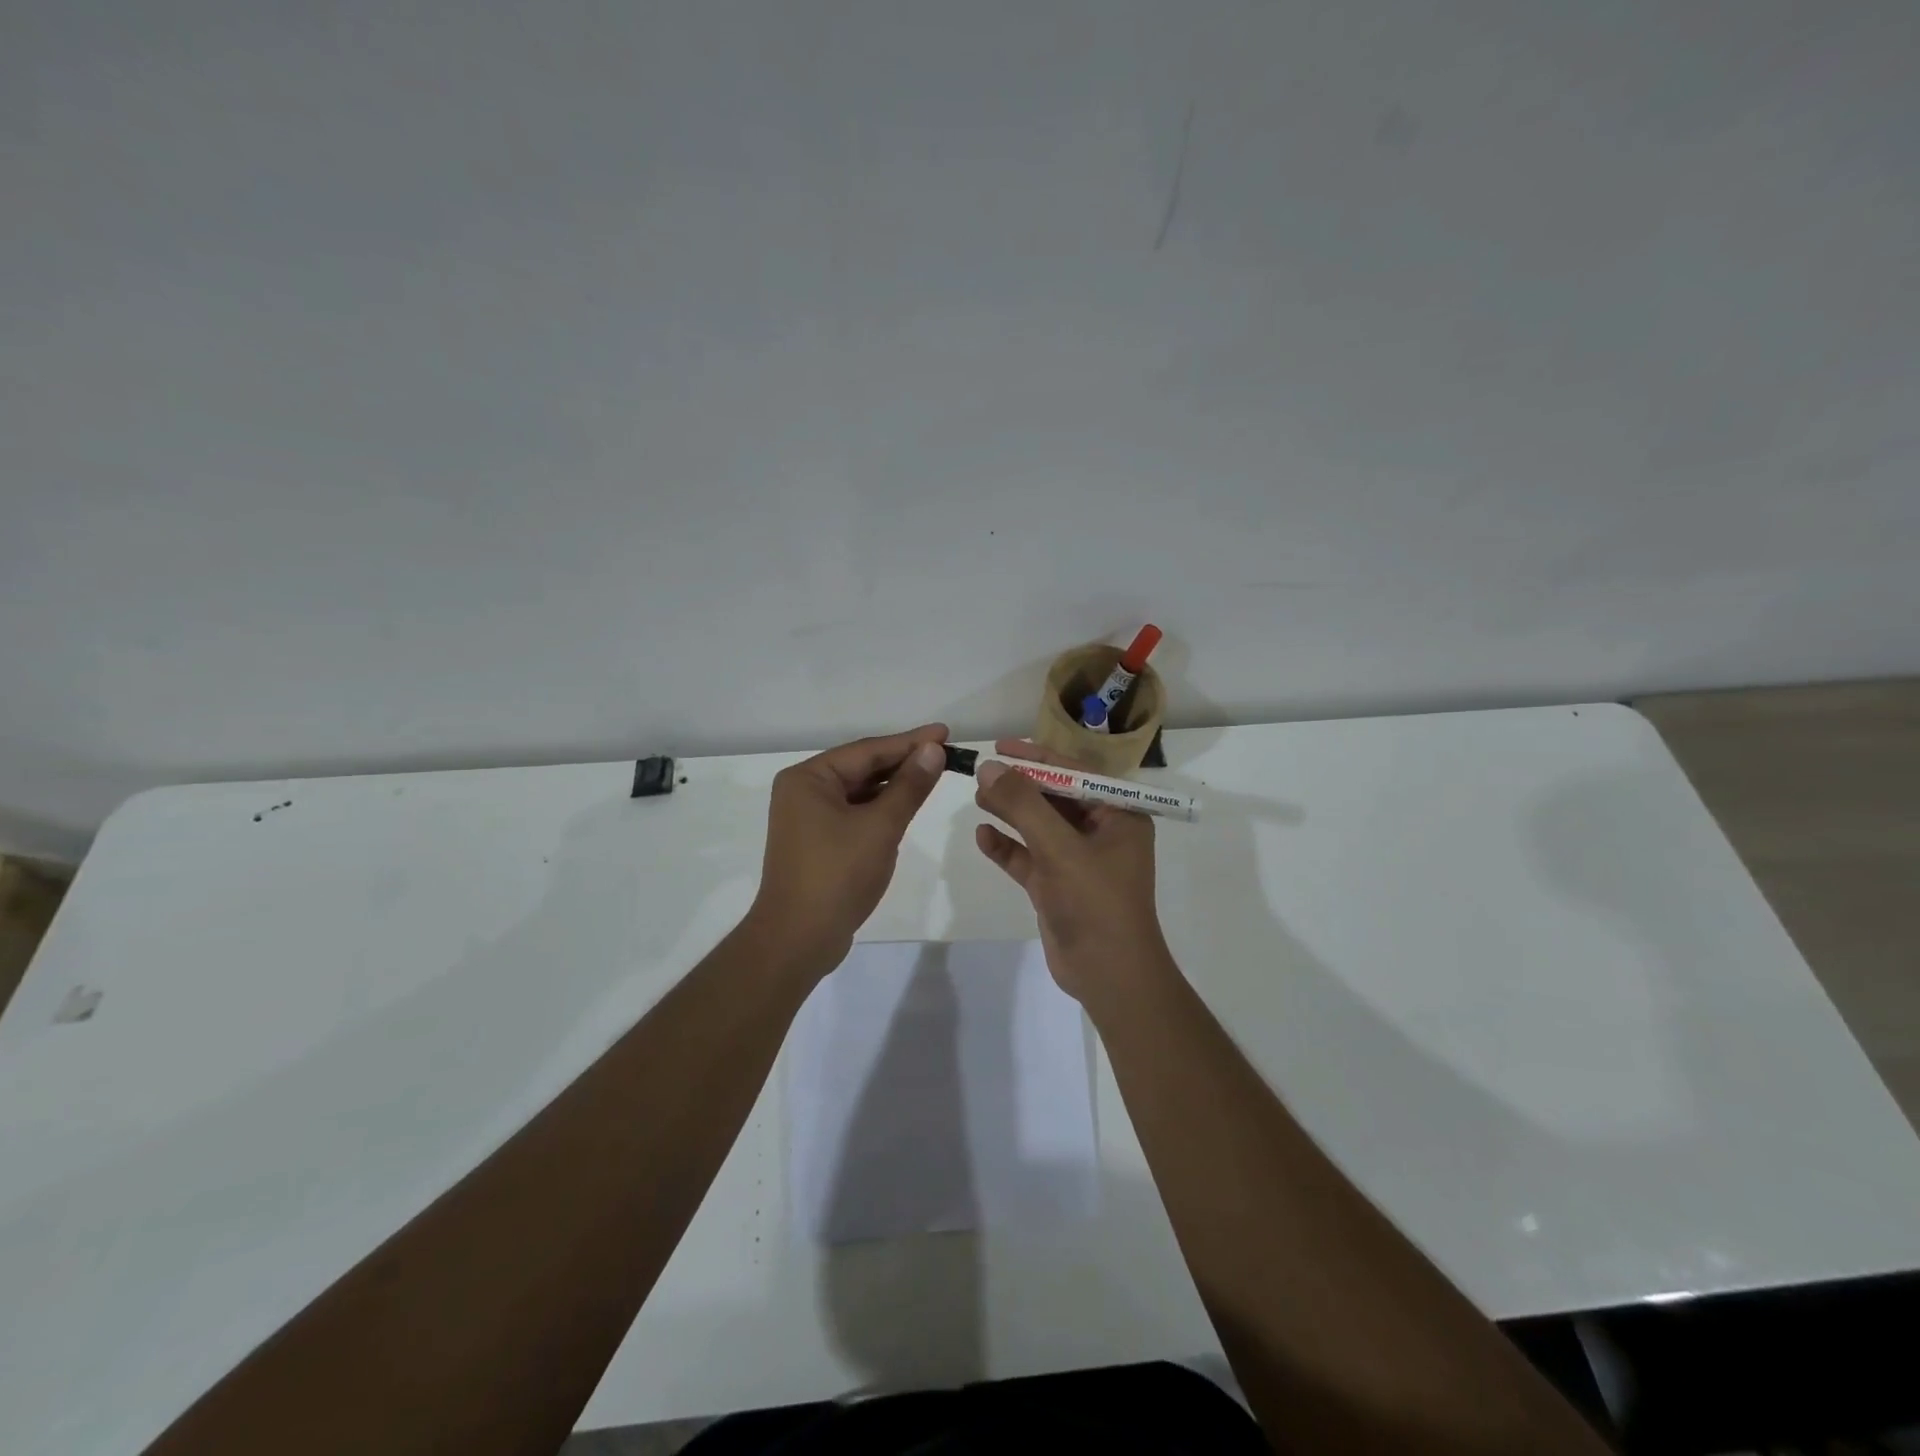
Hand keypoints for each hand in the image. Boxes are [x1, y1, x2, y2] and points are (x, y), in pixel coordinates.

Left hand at [747, 723, 949, 976]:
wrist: (798, 938)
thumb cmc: (837, 875)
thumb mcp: (880, 826)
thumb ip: (909, 786)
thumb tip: (933, 750)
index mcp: (809, 778)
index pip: (868, 750)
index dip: (910, 741)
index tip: (945, 733)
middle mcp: (804, 791)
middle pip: (862, 767)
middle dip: (903, 762)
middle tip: (945, 754)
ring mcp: (808, 818)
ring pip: (860, 791)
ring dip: (894, 785)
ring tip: (933, 775)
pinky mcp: (817, 842)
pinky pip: (854, 813)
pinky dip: (880, 808)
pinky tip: (906, 806)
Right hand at [972, 738, 1169, 1004]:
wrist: (1109, 976)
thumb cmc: (1095, 903)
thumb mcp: (1059, 848)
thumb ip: (1023, 805)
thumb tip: (990, 768)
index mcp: (1118, 816)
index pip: (1075, 775)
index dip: (1037, 758)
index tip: (1001, 747)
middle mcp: (1101, 833)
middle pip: (1054, 798)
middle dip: (1019, 785)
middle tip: (981, 772)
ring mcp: (1078, 861)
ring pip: (1039, 827)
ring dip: (1010, 812)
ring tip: (977, 796)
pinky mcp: (1058, 886)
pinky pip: (1029, 858)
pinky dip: (1008, 847)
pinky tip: (983, 837)